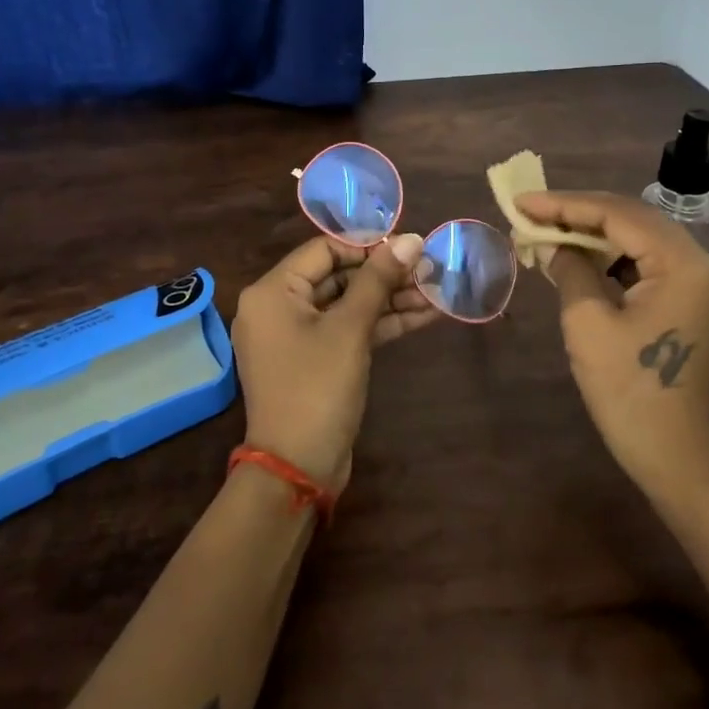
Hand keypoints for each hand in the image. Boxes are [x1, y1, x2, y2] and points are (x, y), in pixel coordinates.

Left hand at [230, 233, 433, 490]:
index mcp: (273, 291)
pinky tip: (424, 315)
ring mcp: (297, 336)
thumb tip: (411, 239)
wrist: (297, 468)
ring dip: (390, 299)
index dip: (368, 245)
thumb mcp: (350, 329)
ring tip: (436, 291)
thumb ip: (379, 280)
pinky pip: (347, 330)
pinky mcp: (315, 360)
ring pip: (347, 304)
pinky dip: (381, 323)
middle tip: (429, 268)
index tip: (409, 246)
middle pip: (337, 276)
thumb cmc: (317, 388)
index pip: (323, 249)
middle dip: (385, 274)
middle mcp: (278, 307)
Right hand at [516, 191, 708, 506]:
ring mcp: (705, 281)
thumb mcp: (587, 323)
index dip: (566, 204)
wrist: (673, 454)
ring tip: (547, 230)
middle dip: (578, 213)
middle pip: (634, 219)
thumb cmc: (627, 391)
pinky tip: (579, 255)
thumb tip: (550, 241)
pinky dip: (613, 255)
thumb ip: (569, 268)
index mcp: (685, 265)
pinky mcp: (696, 297)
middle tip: (530, 212)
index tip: (522, 202)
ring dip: (594, 232)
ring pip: (641, 237)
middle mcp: (705, 263)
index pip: (620, 215)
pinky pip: (650, 260)